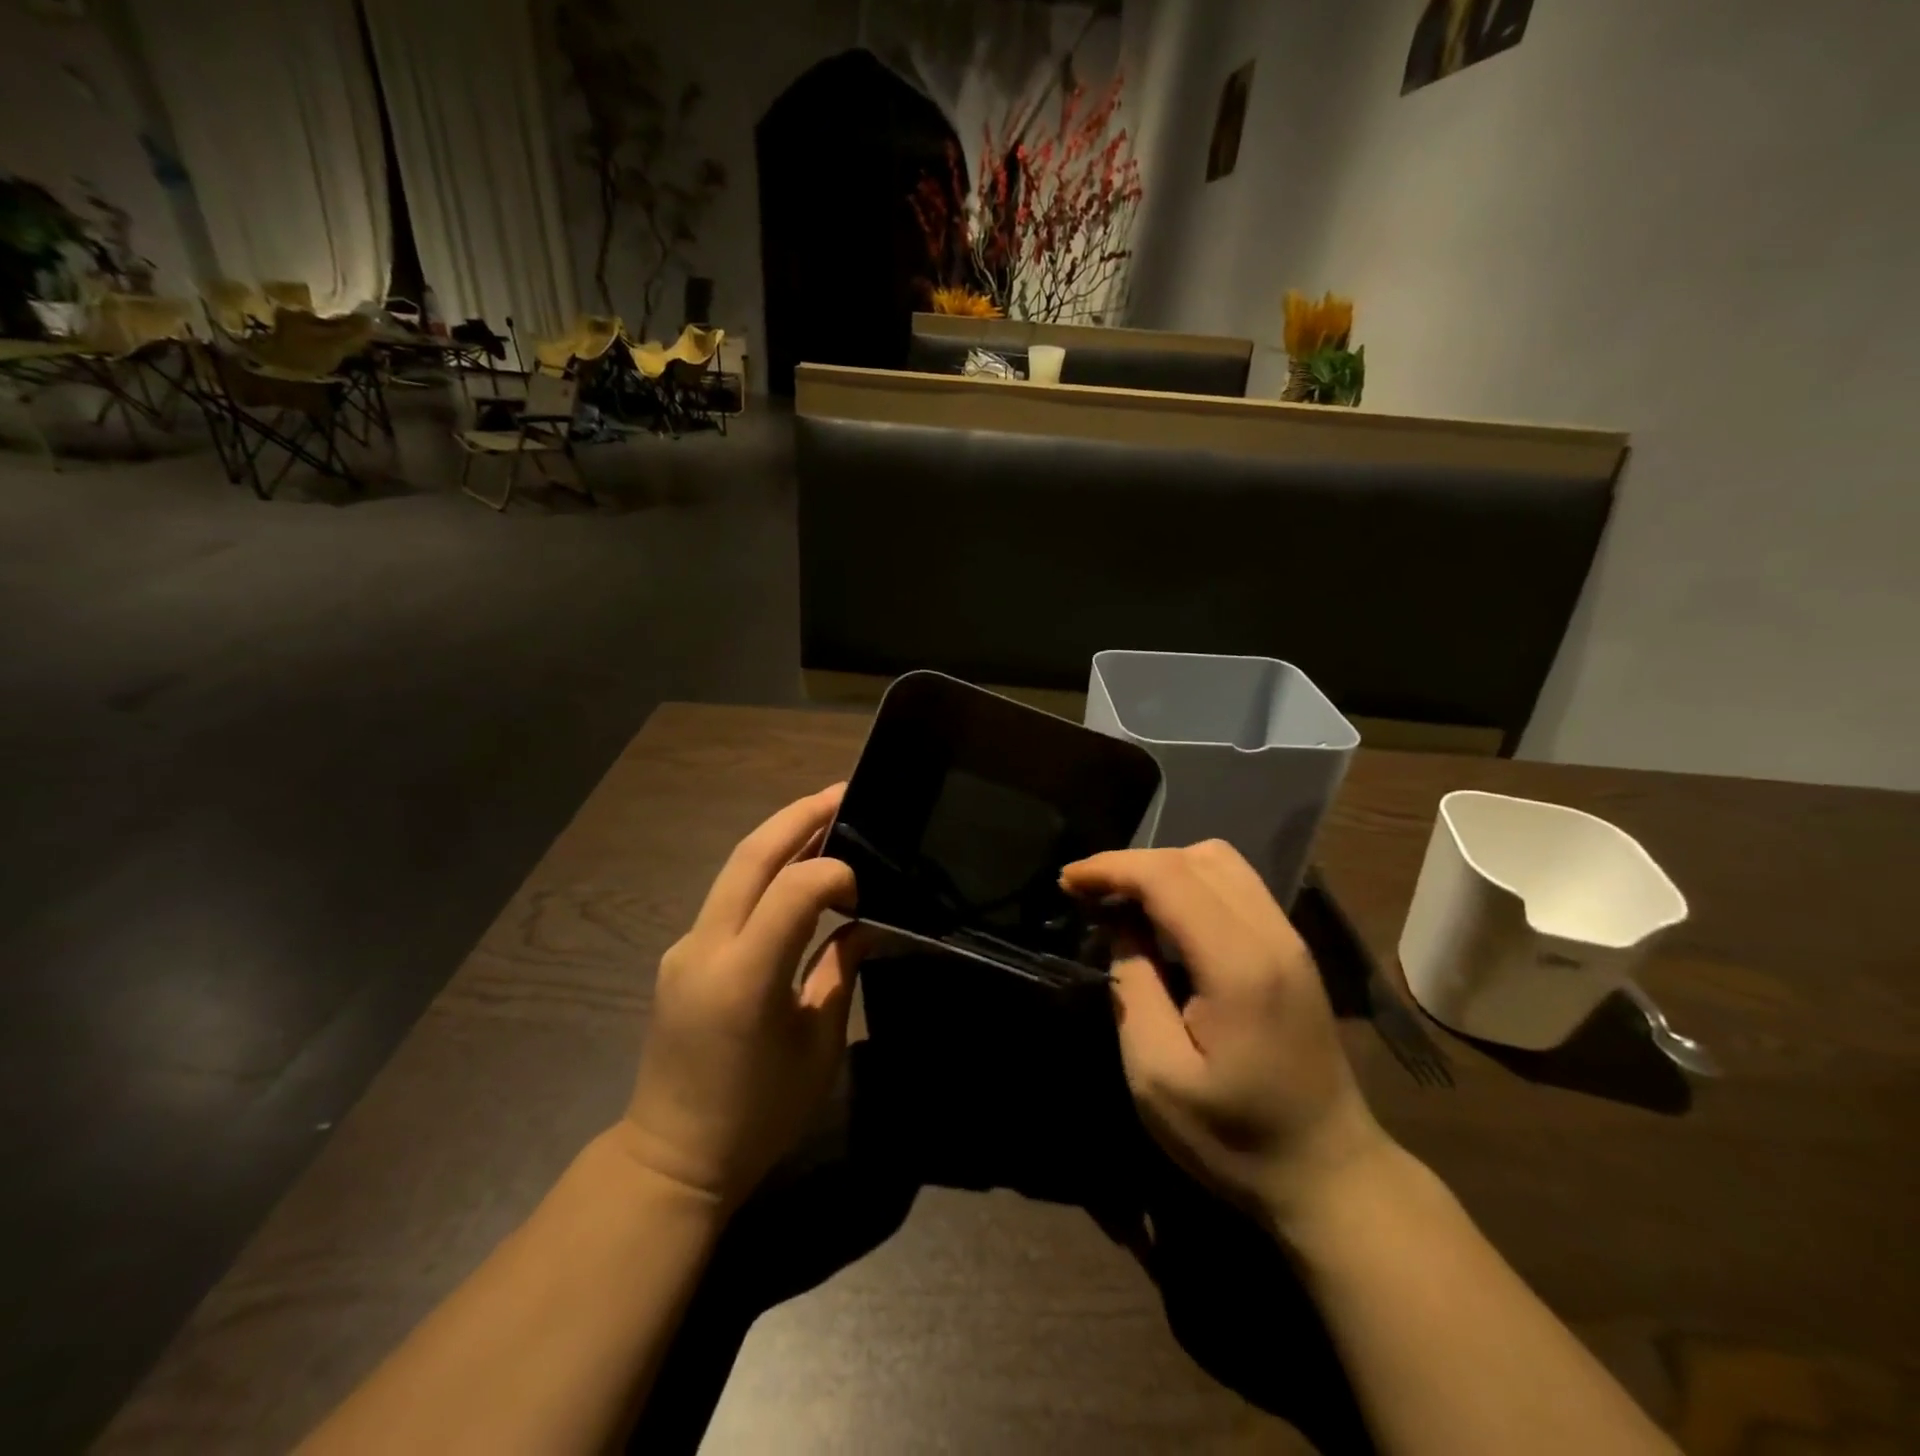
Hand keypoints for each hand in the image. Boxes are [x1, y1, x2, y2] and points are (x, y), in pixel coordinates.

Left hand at [620, 784, 862, 1207]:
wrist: (671, 1159)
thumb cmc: (759, 1114)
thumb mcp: (818, 1045)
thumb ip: (839, 970)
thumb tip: (864, 924)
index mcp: (745, 976)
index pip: (792, 888)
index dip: (834, 870)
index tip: (865, 884)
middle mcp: (706, 947)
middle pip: (751, 854)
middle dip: (800, 815)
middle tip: (843, 793)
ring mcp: (685, 946)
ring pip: (735, 868)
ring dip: (780, 837)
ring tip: (826, 819)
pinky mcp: (681, 954)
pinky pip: (727, 897)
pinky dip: (764, 872)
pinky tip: (794, 875)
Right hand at [1062, 841, 1393, 1233]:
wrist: (1329, 1174)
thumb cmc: (1236, 1139)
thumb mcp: (1157, 1076)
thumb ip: (1133, 987)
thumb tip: (1120, 926)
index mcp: (1239, 965)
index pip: (1169, 877)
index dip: (1111, 867)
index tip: (1067, 881)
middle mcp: (1272, 935)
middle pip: (1195, 857)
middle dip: (1133, 864)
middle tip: (1089, 894)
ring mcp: (1289, 939)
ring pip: (1220, 862)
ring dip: (1163, 869)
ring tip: (1123, 902)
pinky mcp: (1292, 950)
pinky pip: (1235, 885)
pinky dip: (1190, 883)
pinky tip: (1164, 919)